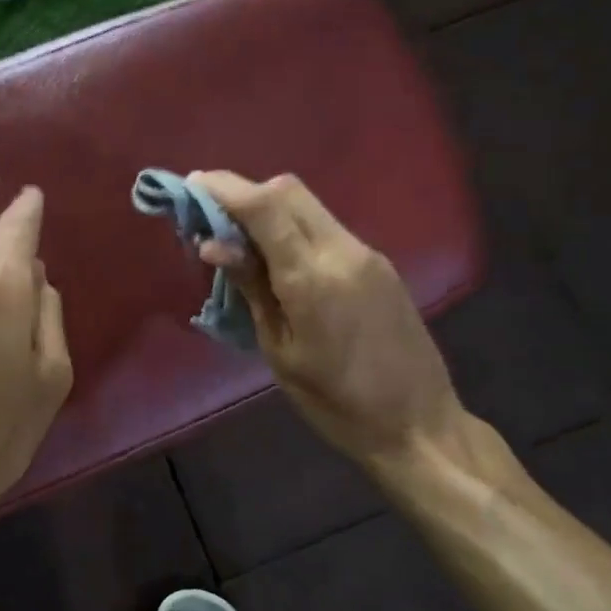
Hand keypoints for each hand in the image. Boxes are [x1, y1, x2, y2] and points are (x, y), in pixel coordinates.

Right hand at [191, 171, 467, 469]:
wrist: (419, 425)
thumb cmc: (336, 403)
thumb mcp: (280, 351)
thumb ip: (251, 289)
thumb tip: (213, 245)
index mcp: (313, 277)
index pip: (264, 206)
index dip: (224, 188)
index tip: (190, 185)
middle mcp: (343, 251)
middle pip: (288, 189)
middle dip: (244, 191)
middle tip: (209, 213)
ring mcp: (366, 253)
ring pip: (308, 205)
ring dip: (267, 208)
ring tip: (236, 238)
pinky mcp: (378, 264)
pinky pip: (325, 227)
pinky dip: (292, 227)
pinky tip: (276, 258)